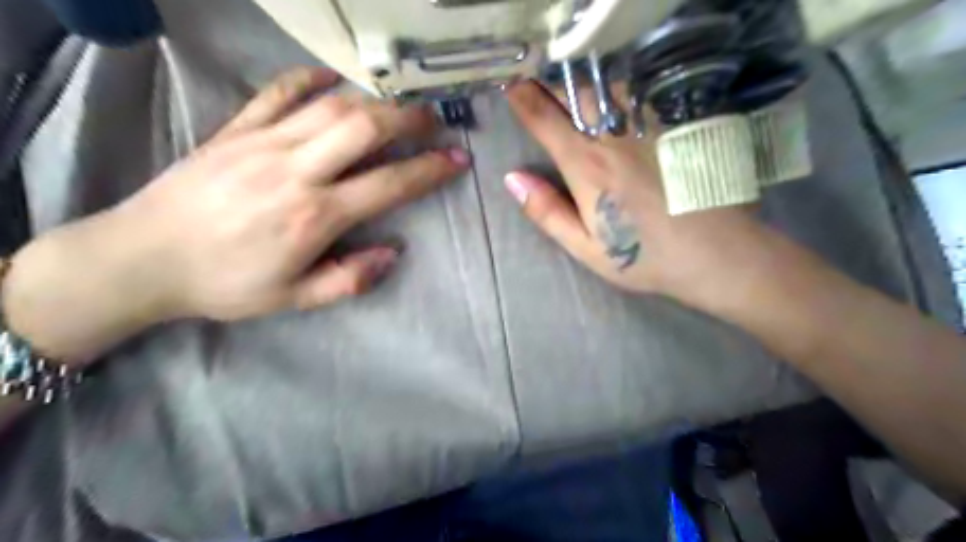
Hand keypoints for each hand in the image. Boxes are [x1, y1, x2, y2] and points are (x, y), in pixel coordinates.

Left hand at [0, 68, 467, 362]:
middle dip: (408, 119)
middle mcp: (296, 170)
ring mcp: (263, 142)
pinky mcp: (235, 129)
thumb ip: (350, 278)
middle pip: (364, 129)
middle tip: (434, 120)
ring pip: (331, 107)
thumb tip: (395, 253)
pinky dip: (309, 80)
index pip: (389, 184)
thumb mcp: (295, 298)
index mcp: (315, 215)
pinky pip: (278, 93)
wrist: (144, 258)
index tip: (458, 160)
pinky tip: (331, 80)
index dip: (430, 170)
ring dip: (373, 100)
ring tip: (398, 104)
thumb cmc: (227, 283)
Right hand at [506, 82, 771, 307]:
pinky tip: (617, 110)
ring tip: (576, 102)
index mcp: (587, 167)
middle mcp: (615, 137)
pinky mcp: (675, 125)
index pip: (545, 120)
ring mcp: (649, 126)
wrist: (716, 251)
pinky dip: (616, 94)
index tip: (512, 87)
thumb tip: (512, 179)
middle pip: (575, 94)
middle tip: (541, 95)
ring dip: (584, 90)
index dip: (523, 99)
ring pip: (606, 89)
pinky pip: (637, 95)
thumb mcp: (586, 247)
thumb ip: (547, 212)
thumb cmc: (644, 255)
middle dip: (552, 89)